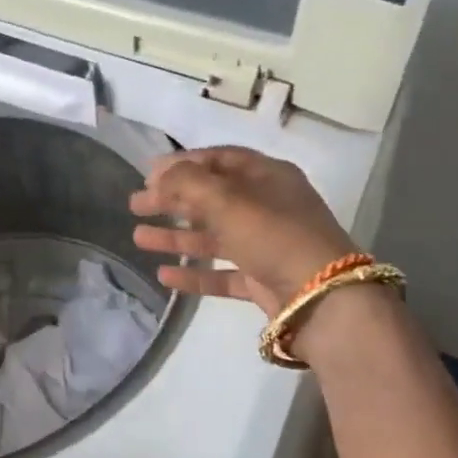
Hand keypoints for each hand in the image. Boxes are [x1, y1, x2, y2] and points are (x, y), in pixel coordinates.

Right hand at [130, 148, 358, 316]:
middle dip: (172, 200)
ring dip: (176, 237)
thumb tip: (160, 174)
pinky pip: (221, 273)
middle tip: (136, 205)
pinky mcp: (263, 281)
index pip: (219, 159)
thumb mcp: (228, 199)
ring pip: (213, 237)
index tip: (148, 173)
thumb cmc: (274, 234)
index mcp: (267, 176)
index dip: (183, 163)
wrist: (322, 298)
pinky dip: (194, 273)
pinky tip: (164, 275)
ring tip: (138, 238)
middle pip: (212, 197)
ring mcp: (266, 245)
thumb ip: (188, 183)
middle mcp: (267, 207)